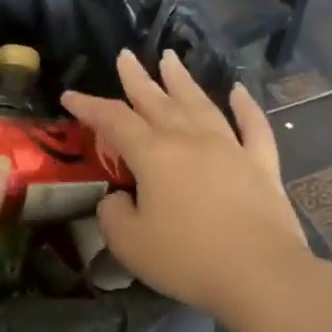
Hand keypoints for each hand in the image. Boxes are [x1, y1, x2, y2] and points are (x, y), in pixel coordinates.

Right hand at [61, 49, 314, 329]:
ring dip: (182, 81)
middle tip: (125, 56)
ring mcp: (231, 149)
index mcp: (155, 155)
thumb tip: (120, 197)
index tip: (69, 96)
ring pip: (202, 104)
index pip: (114, 121)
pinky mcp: (262, 166)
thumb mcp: (129, 243)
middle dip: (137, 79)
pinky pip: (253, 127)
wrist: (259, 274)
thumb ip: (113, 214)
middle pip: (159, 101)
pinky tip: (239, 91)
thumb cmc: (186, 259)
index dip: (90, 107)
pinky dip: (246, 107)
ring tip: (170, 58)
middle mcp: (191, 140)